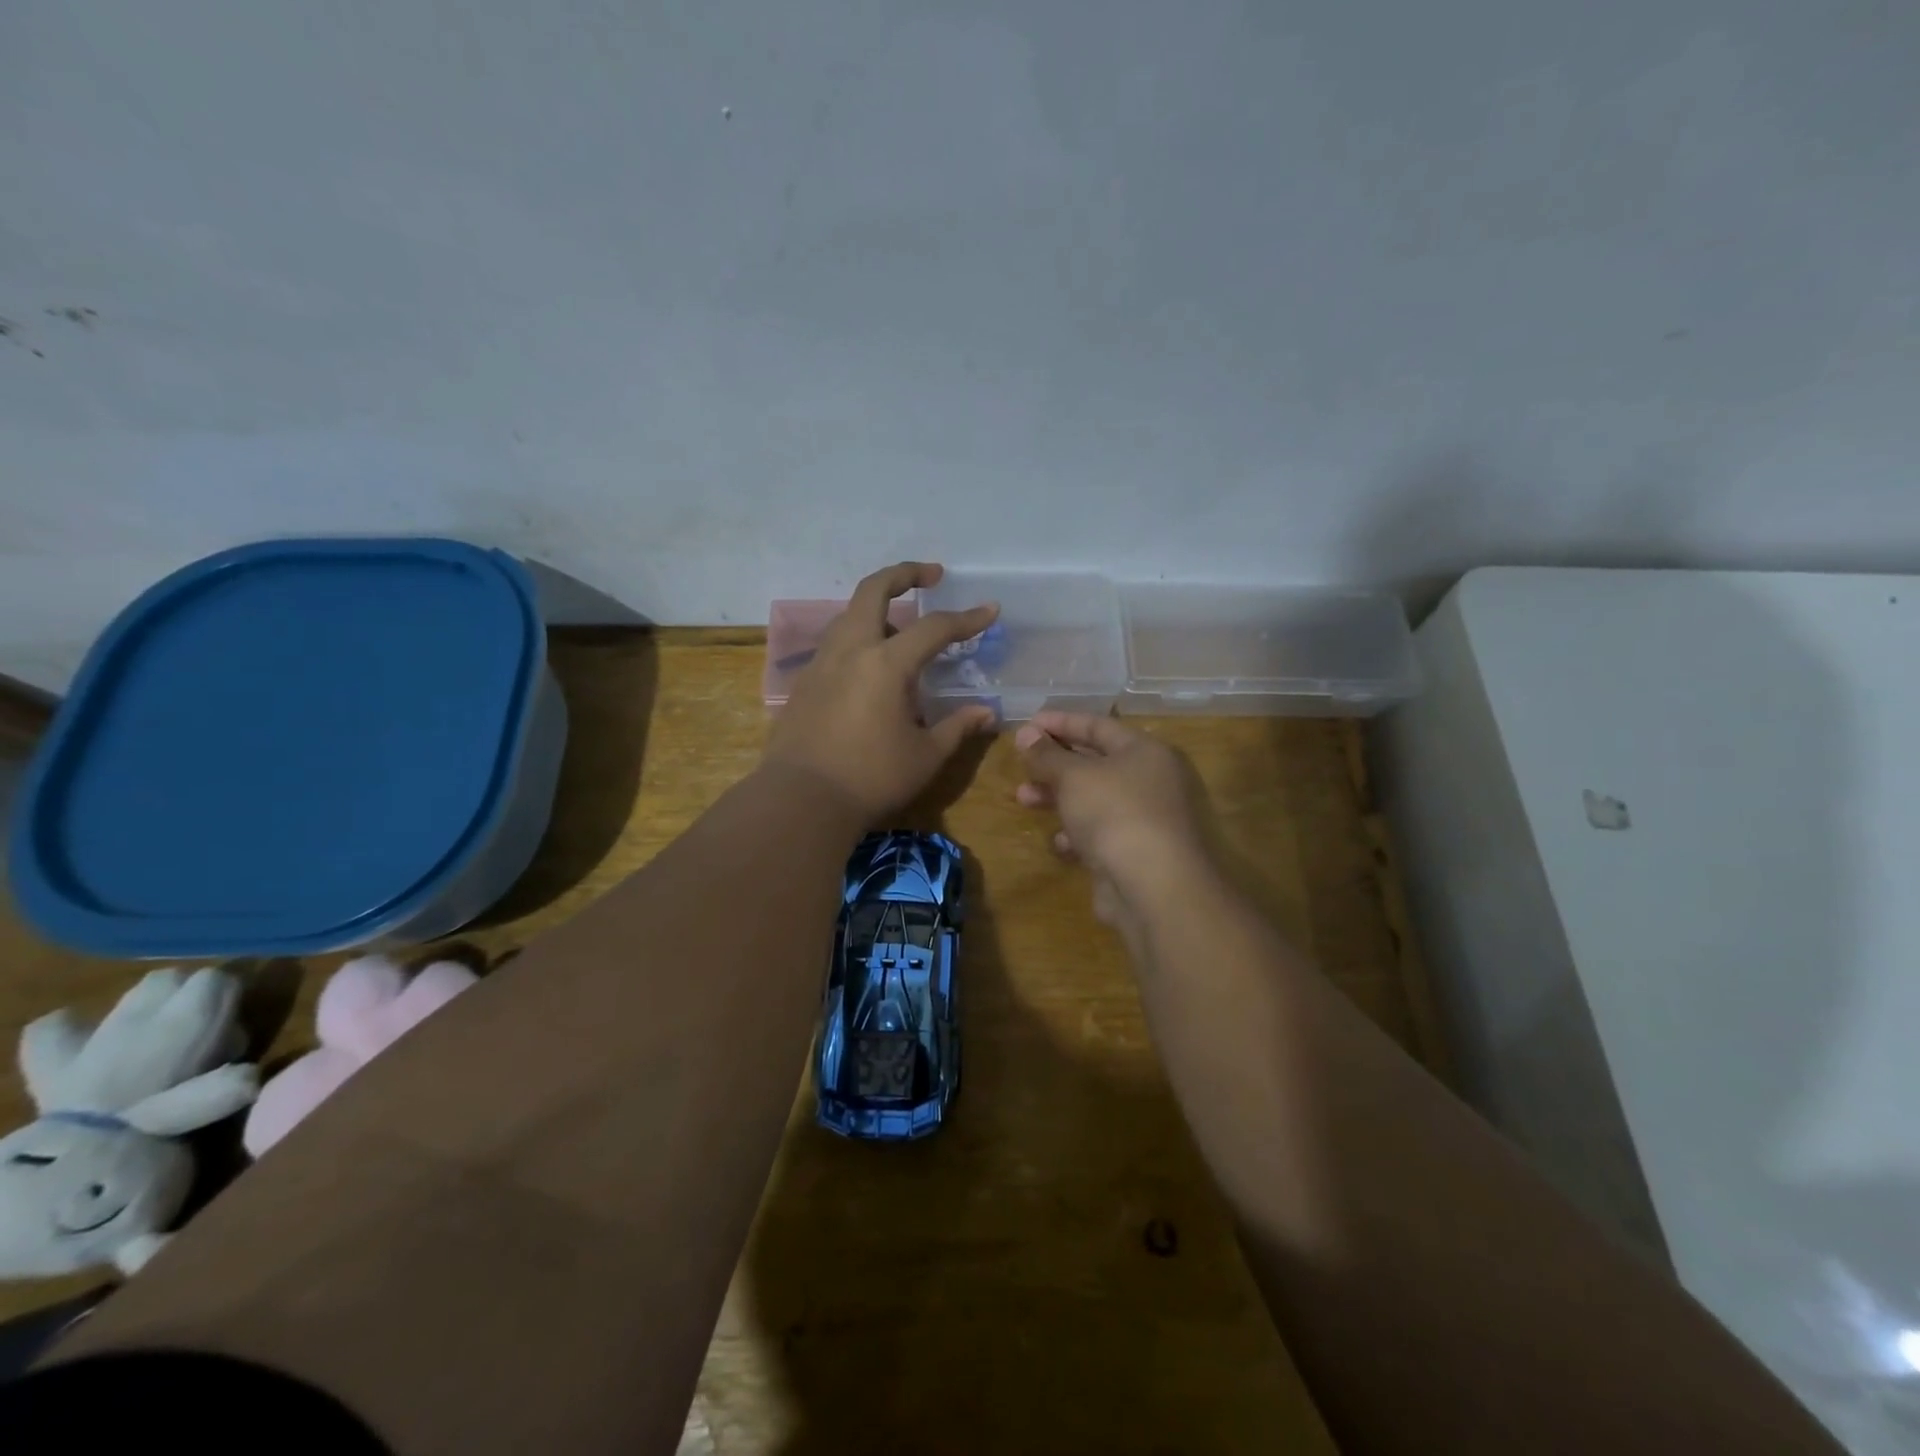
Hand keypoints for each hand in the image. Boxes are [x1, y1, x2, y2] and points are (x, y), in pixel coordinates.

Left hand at [764, 562, 998, 820]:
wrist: (800, 800)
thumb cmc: (871, 778)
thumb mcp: (925, 756)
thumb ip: (956, 727)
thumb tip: (985, 712)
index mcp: (886, 663)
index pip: (934, 628)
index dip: (966, 619)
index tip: (990, 610)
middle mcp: (851, 650)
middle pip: (874, 590)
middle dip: (904, 574)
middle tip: (931, 575)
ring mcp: (821, 664)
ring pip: (849, 615)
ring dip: (877, 608)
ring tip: (902, 627)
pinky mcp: (804, 683)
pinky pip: (835, 644)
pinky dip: (858, 639)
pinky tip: (870, 667)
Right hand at [1014, 711, 1213, 941]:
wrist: (1157, 889)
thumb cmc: (1116, 814)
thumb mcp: (1073, 777)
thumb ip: (1046, 754)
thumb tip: (1026, 732)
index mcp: (1146, 751)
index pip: (1098, 726)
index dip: (1060, 722)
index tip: (1026, 724)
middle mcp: (1153, 781)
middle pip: (1096, 763)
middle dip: (1054, 764)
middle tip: (1021, 766)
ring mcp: (1148, 820)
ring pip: (1095, 800)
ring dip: (1058, 798)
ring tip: (1024, 800)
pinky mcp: (1139, 855)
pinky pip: (1102, 835)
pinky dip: (1078, 835)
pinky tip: (1059, 843)